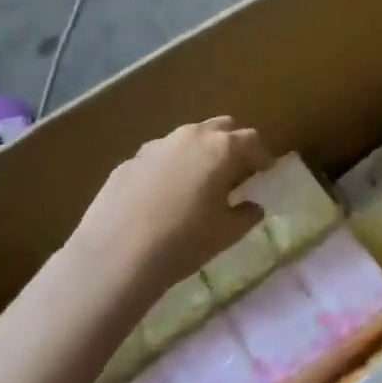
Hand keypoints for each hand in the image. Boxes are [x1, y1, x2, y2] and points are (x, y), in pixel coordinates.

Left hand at [75, 117, 273, 297]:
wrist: (116, 255)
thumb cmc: (184, 241)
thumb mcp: (226, 234)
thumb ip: (246, 215)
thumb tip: (252, 206)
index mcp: (221, 149)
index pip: (251, 140)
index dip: (261, 155)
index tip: (265, 170)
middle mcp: (190, 137)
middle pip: (219, 127)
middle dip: (231, 143)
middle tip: (235, 168)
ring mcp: (156, 146)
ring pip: (186, 138)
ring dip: (198, 152)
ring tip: (198, 180)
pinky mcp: (129, 162)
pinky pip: (159, 157)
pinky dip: (169, 168)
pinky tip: (163, 196)